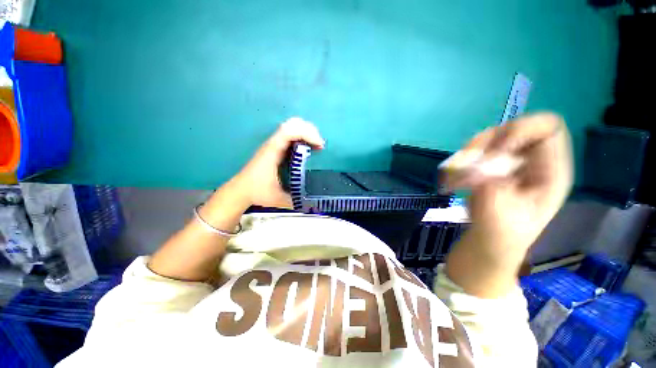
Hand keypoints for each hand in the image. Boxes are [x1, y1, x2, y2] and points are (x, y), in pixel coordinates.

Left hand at [231, 117, 324, 208]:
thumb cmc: (258, 192)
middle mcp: (273, 143)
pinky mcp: (275, 147)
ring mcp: (273, 144)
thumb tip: (314, 203)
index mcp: (273, 152)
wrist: (240, 190)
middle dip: (309, 131)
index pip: (290, 132)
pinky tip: (308, 148)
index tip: (320, 146)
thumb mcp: (279, 199)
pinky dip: (302, 136)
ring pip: (291, 127)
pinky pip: (290, 135)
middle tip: (320, 145)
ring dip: (306, 132)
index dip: (307, 134)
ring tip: (316, 145)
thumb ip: (297, 200)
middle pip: (292, 124)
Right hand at [444, 113, 572, 296]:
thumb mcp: (499, 215)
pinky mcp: (491, 166)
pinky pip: (475, 151)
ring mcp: (510, 162)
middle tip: (466, 162)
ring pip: (490, 138)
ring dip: (468, 153)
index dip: (520, 131)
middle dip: (486, 143)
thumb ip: (490, 188)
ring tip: (455, 175)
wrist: (488, 241)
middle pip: (514, 128)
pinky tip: (454, 179)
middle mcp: (533, 160)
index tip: (493, 153)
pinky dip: (461, 161)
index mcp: (551, 171)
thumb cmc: (501, 234)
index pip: (547, 128)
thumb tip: (475, 167)